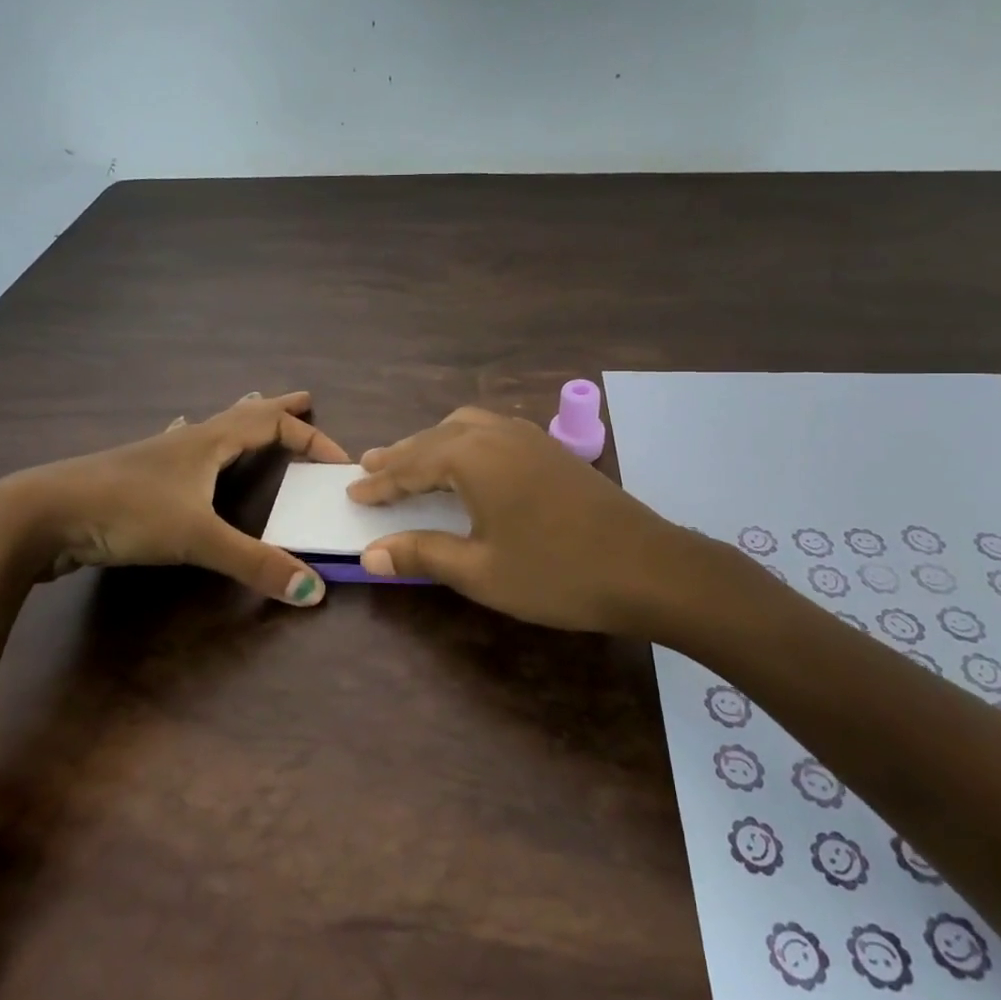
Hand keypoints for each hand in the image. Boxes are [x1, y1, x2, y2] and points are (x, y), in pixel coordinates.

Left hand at [0, 391, 349, 604]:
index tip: (339, 462)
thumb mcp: (196, 539)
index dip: (310, 439)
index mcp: (209, 442)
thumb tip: (313, 591)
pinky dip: (194, 440)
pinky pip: (178, 448)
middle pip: (243, 414)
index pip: (273, 425)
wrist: (39, 514)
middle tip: (305, 400)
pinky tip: (179, 436)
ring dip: (238, 420)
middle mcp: (187, 441)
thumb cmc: (126, 512)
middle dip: (278, 409)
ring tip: (252, 408)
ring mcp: (156, 456)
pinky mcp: (133, 477)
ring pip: (209, 428)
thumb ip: (255, 564)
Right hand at [346, 406, 696, 632]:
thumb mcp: (480, 571)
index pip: (411, 466)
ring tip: (413, 461)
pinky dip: (466, 442)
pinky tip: (469, 462)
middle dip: (402, 455)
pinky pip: (493, 432)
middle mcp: (497, 434)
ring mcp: (529, 436)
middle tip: (371, 466)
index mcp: (472, 457)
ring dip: (434, 443)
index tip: (352, 491)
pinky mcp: (552, 449)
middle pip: (436, 438)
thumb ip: (422, 555)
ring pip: (467, 427)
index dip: (380, 483)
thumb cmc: (556, 572)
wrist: (648, 567)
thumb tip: (370, 554)